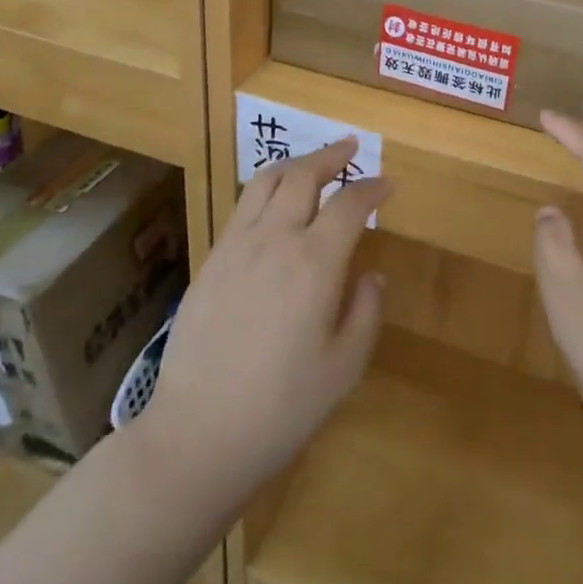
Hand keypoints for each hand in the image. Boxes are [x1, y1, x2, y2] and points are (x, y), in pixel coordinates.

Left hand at [142, 140, 388, 506]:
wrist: (196, 435)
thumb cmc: (281, 408)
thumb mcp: (344, 368)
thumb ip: (365, 312)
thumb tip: (370, 275)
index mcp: (314, 263)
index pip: (349, 204)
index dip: (371, 187)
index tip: (386, 183)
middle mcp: (274, 239)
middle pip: (303, 176)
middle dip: (331, 156)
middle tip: (350, 148)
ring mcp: (236, 246)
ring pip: (266, 181)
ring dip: (295, 164)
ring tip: (312, 163)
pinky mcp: (210, 260)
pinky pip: (242, 206)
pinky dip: (266, 189)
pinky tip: (274, 204)